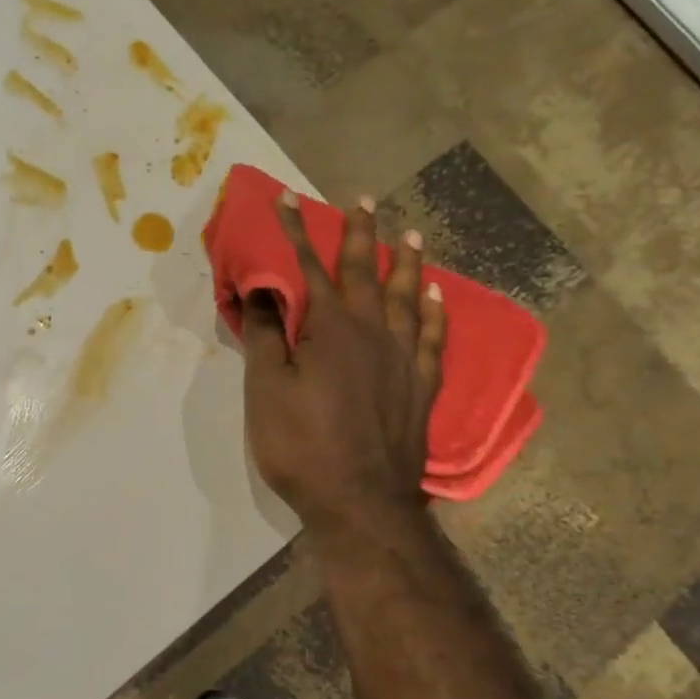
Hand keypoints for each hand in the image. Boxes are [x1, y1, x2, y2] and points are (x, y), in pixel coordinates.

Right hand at [242, 193, 445, 534]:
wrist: (360, 501)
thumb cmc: (302, 446)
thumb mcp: (266, 391)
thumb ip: (265, 336)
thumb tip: (262, 288)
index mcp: (331, 328)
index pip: (310, 267)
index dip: (295, 231)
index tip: (287, 197)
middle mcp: (374, 332)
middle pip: (367, 272)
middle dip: (360, 234)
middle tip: (363, 201)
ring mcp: (404, 359)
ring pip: (406, 298)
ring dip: (405, 264)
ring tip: (410, 235)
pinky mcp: (422, 387)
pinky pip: (433, 338)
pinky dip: (434, 313)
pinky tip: (437, 298)